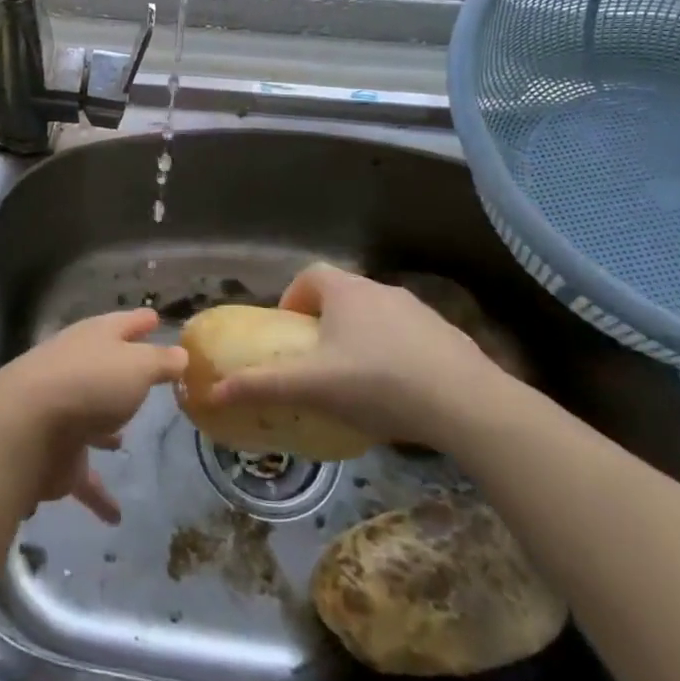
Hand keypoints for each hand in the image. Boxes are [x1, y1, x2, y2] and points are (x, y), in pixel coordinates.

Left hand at [0, 309, 185, 524]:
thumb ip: (161, 361)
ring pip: (89, 419)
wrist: (26, 429)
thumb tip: (181, 354)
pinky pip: (84, 476)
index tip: (155, 318)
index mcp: (94, 339)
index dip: (140, 321)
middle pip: (103, 368)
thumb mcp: (138, 366)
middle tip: (146, 379)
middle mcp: (76, 370)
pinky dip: (99, 494)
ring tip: (123, 440)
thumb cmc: (90, 384)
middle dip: (122, 374)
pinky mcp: (56, 455)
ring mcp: (62, 412)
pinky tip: (115, 515)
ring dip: (104, 429)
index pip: (122, 324)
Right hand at [204, 263, 517, 450]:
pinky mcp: (448, 336)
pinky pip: (408, 337)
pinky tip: (398, 392)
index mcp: (346, 291)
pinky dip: (394, 353)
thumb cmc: (378, 383)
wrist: (468, 404)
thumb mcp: (312, 386)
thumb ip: (262, 385)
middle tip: (318, 360)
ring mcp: (419, 311)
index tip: (290, 332)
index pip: (310, 276)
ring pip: (376, 315)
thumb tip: (211, 392)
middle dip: (325, 322)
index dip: (293, 298)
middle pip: (342, 295)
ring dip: (360, 337)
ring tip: (356, 380)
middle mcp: (381, 290)